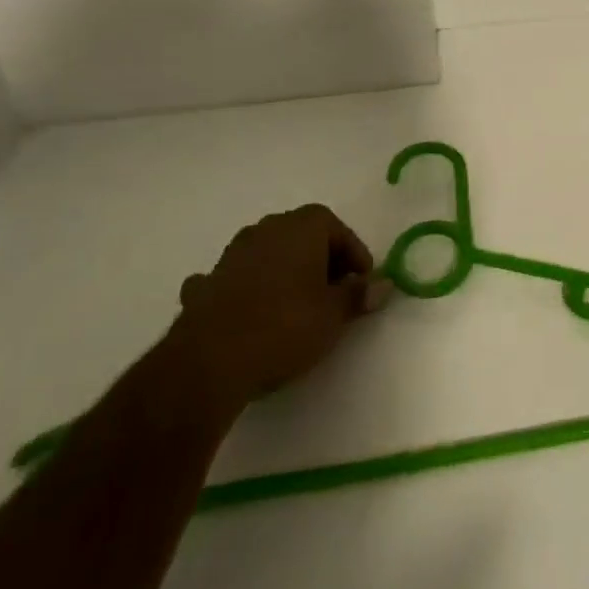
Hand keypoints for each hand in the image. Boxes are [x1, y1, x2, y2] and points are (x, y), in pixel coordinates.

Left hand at [168, 204, 388, 420]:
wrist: (210, 361)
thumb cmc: (285, 327)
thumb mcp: (334, 315)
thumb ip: (358, 295)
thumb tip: (384, 285)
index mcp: (302, 227)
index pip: (336, 227)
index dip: (353, 253)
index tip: (361, 281)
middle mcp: (266, 229)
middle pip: (301, 235)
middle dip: (320, 259)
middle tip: (333, 291)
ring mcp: (231, 255)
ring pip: (267, 254)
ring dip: (283, 272)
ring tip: (295, 305)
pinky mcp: (205, 284)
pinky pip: (234, 278)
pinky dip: (245, 289)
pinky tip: (248, 313)